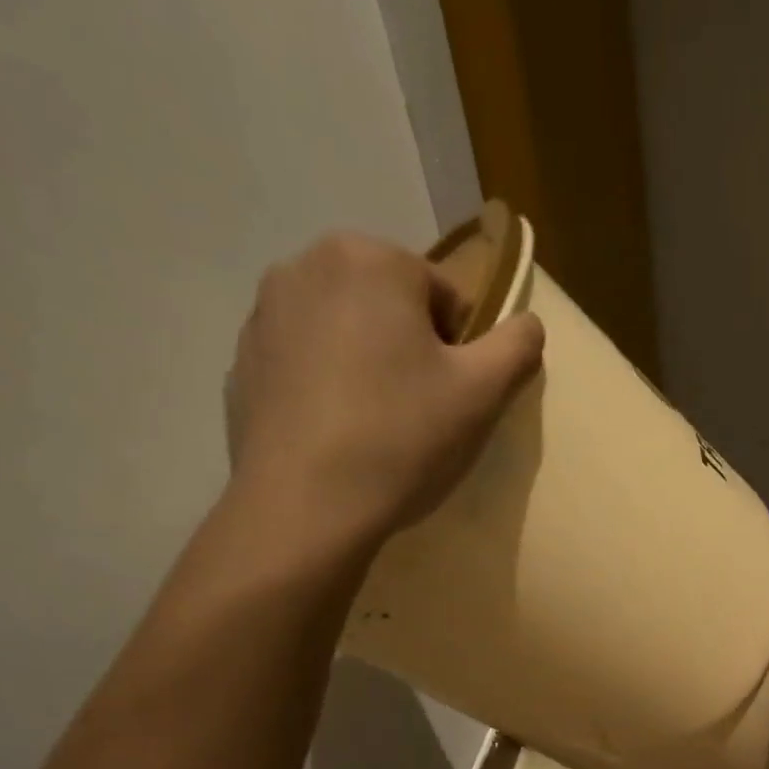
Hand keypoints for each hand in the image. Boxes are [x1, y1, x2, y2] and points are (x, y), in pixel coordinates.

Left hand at [223, 231, 544, 547]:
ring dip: (368, 367)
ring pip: (345, 334)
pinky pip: (306, 366)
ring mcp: (263, 315)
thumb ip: (518, 346)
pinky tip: (335, 439)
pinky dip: (326, 390)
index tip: (449, 400)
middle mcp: (305, 266)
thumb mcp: (483, 394)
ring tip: (374, 429)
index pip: (444, 296)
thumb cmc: (400, 439)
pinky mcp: (241, 364)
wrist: (304, 509)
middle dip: (410, 352)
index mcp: (369, 259)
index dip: (460, 351)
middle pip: (390, 307)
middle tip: (416, 415)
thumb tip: (527, 325)